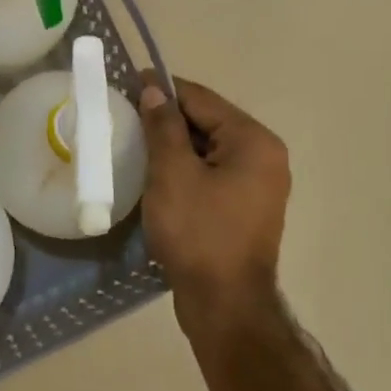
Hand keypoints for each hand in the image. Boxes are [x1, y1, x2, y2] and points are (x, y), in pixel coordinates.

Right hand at [138, 76, 291, 336]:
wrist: (225, 307)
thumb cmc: (199, 233)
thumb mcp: (172, 173)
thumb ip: (163, 126)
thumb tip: (154, 89)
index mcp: (253, 141)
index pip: (201, 99)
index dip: (163, 89)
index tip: (128, 83)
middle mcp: (264, 156)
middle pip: (207, 122)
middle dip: (167, 118)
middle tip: (126, 115)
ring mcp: (258, 185)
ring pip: (208, 149)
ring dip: (174, 145)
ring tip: (135, 142)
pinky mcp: (245, 208)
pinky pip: (212, 173)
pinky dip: (185, 168)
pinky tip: (156, 174)